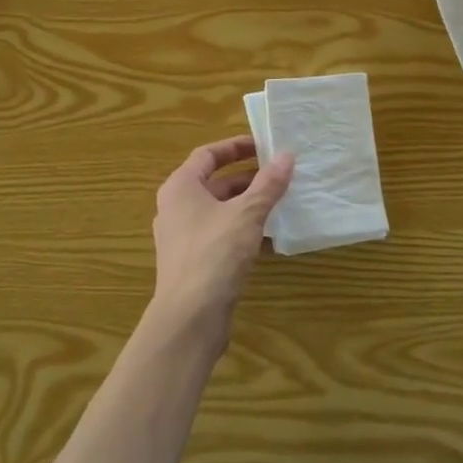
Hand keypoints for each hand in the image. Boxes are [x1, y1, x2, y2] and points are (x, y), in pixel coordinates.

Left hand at [150, 137, 294, 340]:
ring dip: (248, 206)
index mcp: (180, 187)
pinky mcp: (193, 262)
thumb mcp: (247, 214)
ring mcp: (182, 237)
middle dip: (248, 179)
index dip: (236, 147)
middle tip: (280, 176)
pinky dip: (243, 232)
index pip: (208, 155)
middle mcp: (176, 207)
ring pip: (219, 211)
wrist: (189, 316)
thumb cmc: (214, 253)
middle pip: (214, 183)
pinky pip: (220, 236)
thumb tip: (287, 156)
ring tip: (281, 205)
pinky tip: (270, 240)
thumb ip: (268, 184)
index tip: (265, 146)